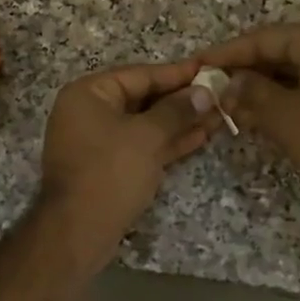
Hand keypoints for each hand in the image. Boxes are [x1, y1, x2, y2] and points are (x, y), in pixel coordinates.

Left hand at [38, 60, 217, 265]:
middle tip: (220, 95)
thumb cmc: (110, 172)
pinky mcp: (108, 167)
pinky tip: (200, 137)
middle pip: (142, 98)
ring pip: (145, 125)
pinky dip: (167, 142)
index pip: (140, 74)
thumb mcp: (146, 136)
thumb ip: (176, 110)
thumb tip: (204, 92)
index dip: (177, 73)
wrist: (78, 231)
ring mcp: (98, 141)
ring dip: (180, 122)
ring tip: (219, 116)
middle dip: (181, 100)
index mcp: (88, 94)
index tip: (210, 69)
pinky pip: (141, 146)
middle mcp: (89, 112)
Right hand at [198, 20, 299, 213]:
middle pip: (282, 50)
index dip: (228, 54)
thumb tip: (230, 83)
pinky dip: (289, 96)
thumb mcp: (284, 116)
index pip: (264, 38)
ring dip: (266, 88)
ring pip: (298, 69)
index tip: (199, 64)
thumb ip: (251, 93)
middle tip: (215, 91)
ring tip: (235, 109)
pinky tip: (265, 115)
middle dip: (247, 73)